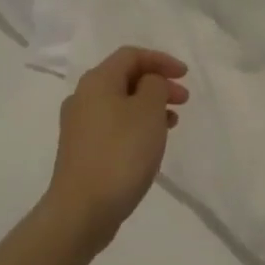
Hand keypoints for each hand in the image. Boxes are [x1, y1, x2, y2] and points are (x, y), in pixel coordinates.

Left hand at [45, 47, 189, 246]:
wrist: (83, 209)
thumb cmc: (121, 153)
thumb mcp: (148, 111)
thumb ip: (155, 86)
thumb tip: (149, 84)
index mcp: (97, 81)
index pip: (131, 55)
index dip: (161, 60)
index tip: (186, 76)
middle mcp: (83, 97)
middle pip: (124, 78)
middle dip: (157, 84)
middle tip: (184, 100)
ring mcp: (79, 126)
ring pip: (120, 103)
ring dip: (149, 106)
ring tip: (172, 122)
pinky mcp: (82, 150)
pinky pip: (114, 125)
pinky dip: (136, 125)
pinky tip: (150, 143)